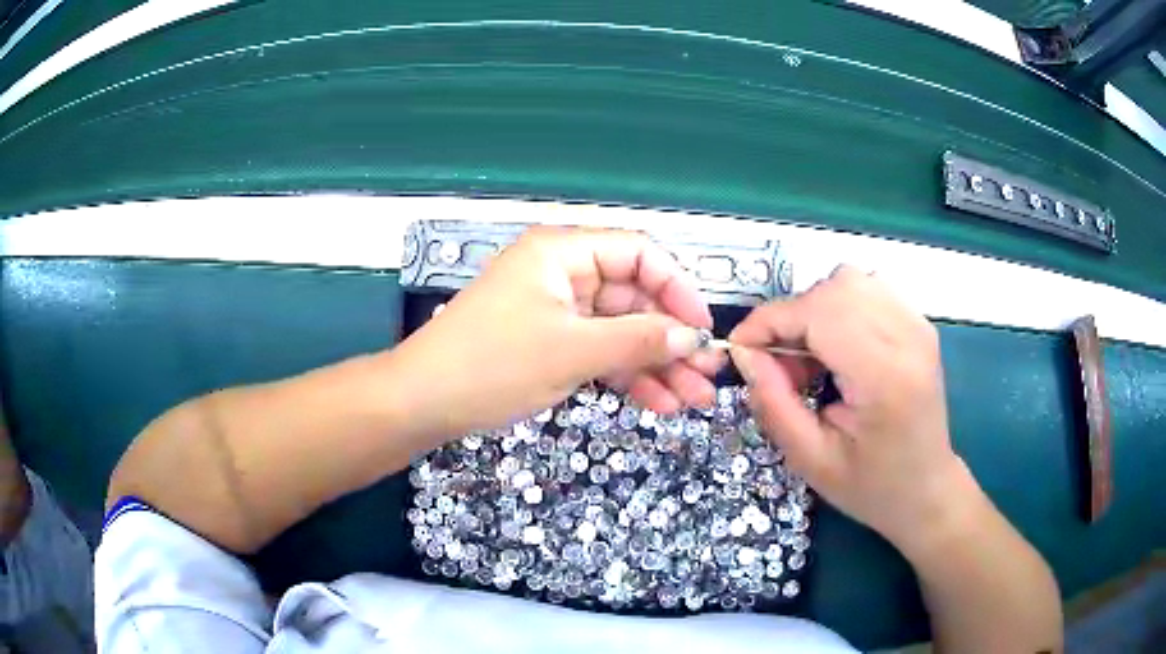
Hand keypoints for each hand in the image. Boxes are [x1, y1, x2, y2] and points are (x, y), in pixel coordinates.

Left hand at [392, 226, 724, 440]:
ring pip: (620, 330)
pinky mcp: (549, 342)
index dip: (677, 288)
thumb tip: (694, 337)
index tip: (702, 329)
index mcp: (563, 252)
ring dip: (656, 364)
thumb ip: (639, 339)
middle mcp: (563, 273)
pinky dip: (626, 375)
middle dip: (672, 339)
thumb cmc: (492, 365)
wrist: (422, 403)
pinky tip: (659, 403)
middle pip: (634, 297)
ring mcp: (556, 310)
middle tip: (708, 377)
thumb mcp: (572, 351)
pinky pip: (599, 351)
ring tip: (694, 401)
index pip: (639, 253)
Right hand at [729, 265, 966, 550]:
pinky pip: (868, 290)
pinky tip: (837, 349)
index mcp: (884, 377)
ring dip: (816, 310)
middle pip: (835, 288)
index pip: (820, 313)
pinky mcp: (919, 324)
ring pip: (851, 281)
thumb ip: (773, 403)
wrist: (926, 489)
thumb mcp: (810, 460)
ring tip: (811, 359)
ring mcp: (918, 325)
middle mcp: (908, 337)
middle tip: (781, 365)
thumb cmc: (871, 486)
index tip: (740, 347)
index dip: (770, 321)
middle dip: (792, 317)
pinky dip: (839, 309)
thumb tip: (743, 353)